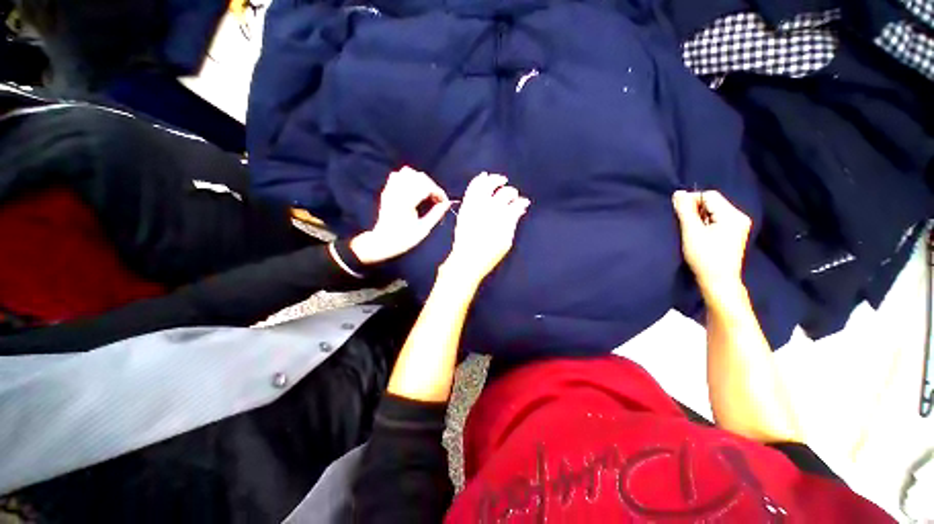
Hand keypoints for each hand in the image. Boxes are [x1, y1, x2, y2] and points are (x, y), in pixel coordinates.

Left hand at [351, 167, 450, 263]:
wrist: (383, 242)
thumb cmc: (404, 239)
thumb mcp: (423, 229)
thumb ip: (436, 214)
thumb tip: (447, 204)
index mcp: (406, 203)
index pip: (426, 187)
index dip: (438, 192)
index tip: (444, 202)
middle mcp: (397, 193)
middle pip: (419, 177)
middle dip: (432, 186)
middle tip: (437, 199)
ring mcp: (390, 191)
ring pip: (407, 173)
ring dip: (420, 180)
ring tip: (426, 193)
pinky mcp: (387, 191)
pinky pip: (397, 175)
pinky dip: (408, 178)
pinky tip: (413, 190)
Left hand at [442, 172, 530, 284]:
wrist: (466, 260)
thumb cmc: (489, 254)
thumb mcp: (506, 240)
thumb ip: (513, 221)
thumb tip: (521, 206)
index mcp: (501, 218)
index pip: (514, 203)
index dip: (520, 201)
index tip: (522, 202)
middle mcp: (489, 209)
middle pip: (503, 192)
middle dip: (510, 191)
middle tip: (513, 193)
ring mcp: (475, 207)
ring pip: (487, 185)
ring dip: (495, 180)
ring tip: (500, 179)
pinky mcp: (465, 207)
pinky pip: (471, 188)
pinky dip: (478, 180)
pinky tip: (483, 176)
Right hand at [672, 190, 751, 295]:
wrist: (719, 281)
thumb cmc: (704, 256)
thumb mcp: (691, 232)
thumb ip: (685, 210)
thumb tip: (678, 193)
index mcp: (732, 215)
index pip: (709, 195)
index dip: (692, 201)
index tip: (679, 215)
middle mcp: (739, 217)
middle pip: (712, 203)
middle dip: (696, 210)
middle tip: (684, 224)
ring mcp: (738, 226)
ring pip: (713, 212)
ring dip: (699, 218)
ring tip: (691, 231)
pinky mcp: (734, 234)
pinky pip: (717, 220)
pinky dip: (705, 224)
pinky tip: (699, 235)